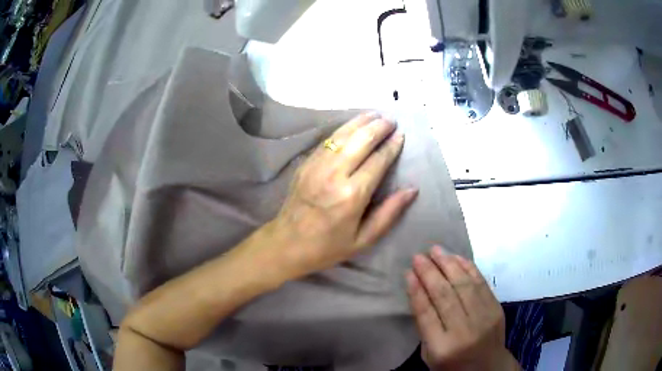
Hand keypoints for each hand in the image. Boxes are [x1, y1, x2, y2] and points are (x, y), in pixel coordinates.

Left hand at [266, 113, 417, 277]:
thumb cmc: (328, 246)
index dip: (391, 146)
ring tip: (375, 115)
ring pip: (343, 135)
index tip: (401, 135)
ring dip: (361, 122)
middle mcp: (335, 174)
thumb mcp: (364, 239)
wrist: (286, 244)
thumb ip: (389, 213)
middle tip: (391, 121)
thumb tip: (412, 189)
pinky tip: (352, 125)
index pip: (378, 161)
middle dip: (378, 127)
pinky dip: (343, 129)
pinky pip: (327, 140)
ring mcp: (317, 166)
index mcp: (352, 195)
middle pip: (361, 140)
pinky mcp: (305, 163)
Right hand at [406, 246, 520, 370]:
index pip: (426, 314)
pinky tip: (456, 257)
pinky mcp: (496, 308)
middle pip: (445, 296)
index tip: (408, 272)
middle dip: (430, 273)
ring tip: (435, 250)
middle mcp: (465, 331)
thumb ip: (425, 327)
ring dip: (449, 264)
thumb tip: (418, 291)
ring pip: (464, 285)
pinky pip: (481, 283)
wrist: (488, 367)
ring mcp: (484, 318)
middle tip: (418, 256)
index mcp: (443, 347)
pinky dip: (468, 268)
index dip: (416, 291)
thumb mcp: (430, 354)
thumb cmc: (452, 364)